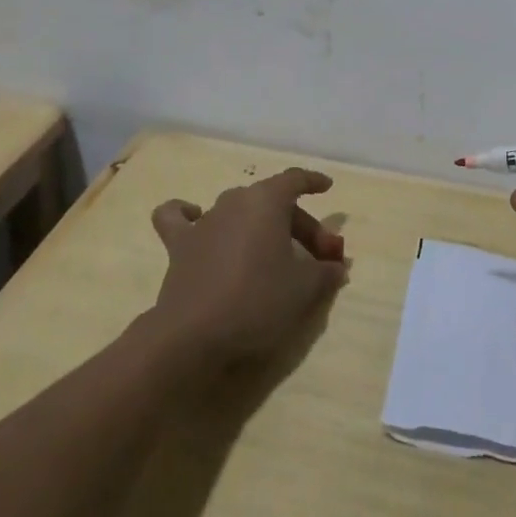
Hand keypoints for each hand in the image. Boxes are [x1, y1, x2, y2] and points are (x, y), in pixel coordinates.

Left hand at [149, 167, 347, 366]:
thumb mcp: (305, 288)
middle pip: (273, 202)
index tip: (327, 187)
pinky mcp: (179, 247)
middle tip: (319, 258)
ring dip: (261, 227)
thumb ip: (326, 272)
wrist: (193, 336)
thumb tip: (336, 267)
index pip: (294, 179)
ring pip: (238, 211)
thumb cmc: (258, 301)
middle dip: (301, 226)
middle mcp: (234, 201)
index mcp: (266, 200)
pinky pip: (179, 219)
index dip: (313, 181)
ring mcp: (204, 222)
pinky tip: (197, 220)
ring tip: (274, 254)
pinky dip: (188, 214)